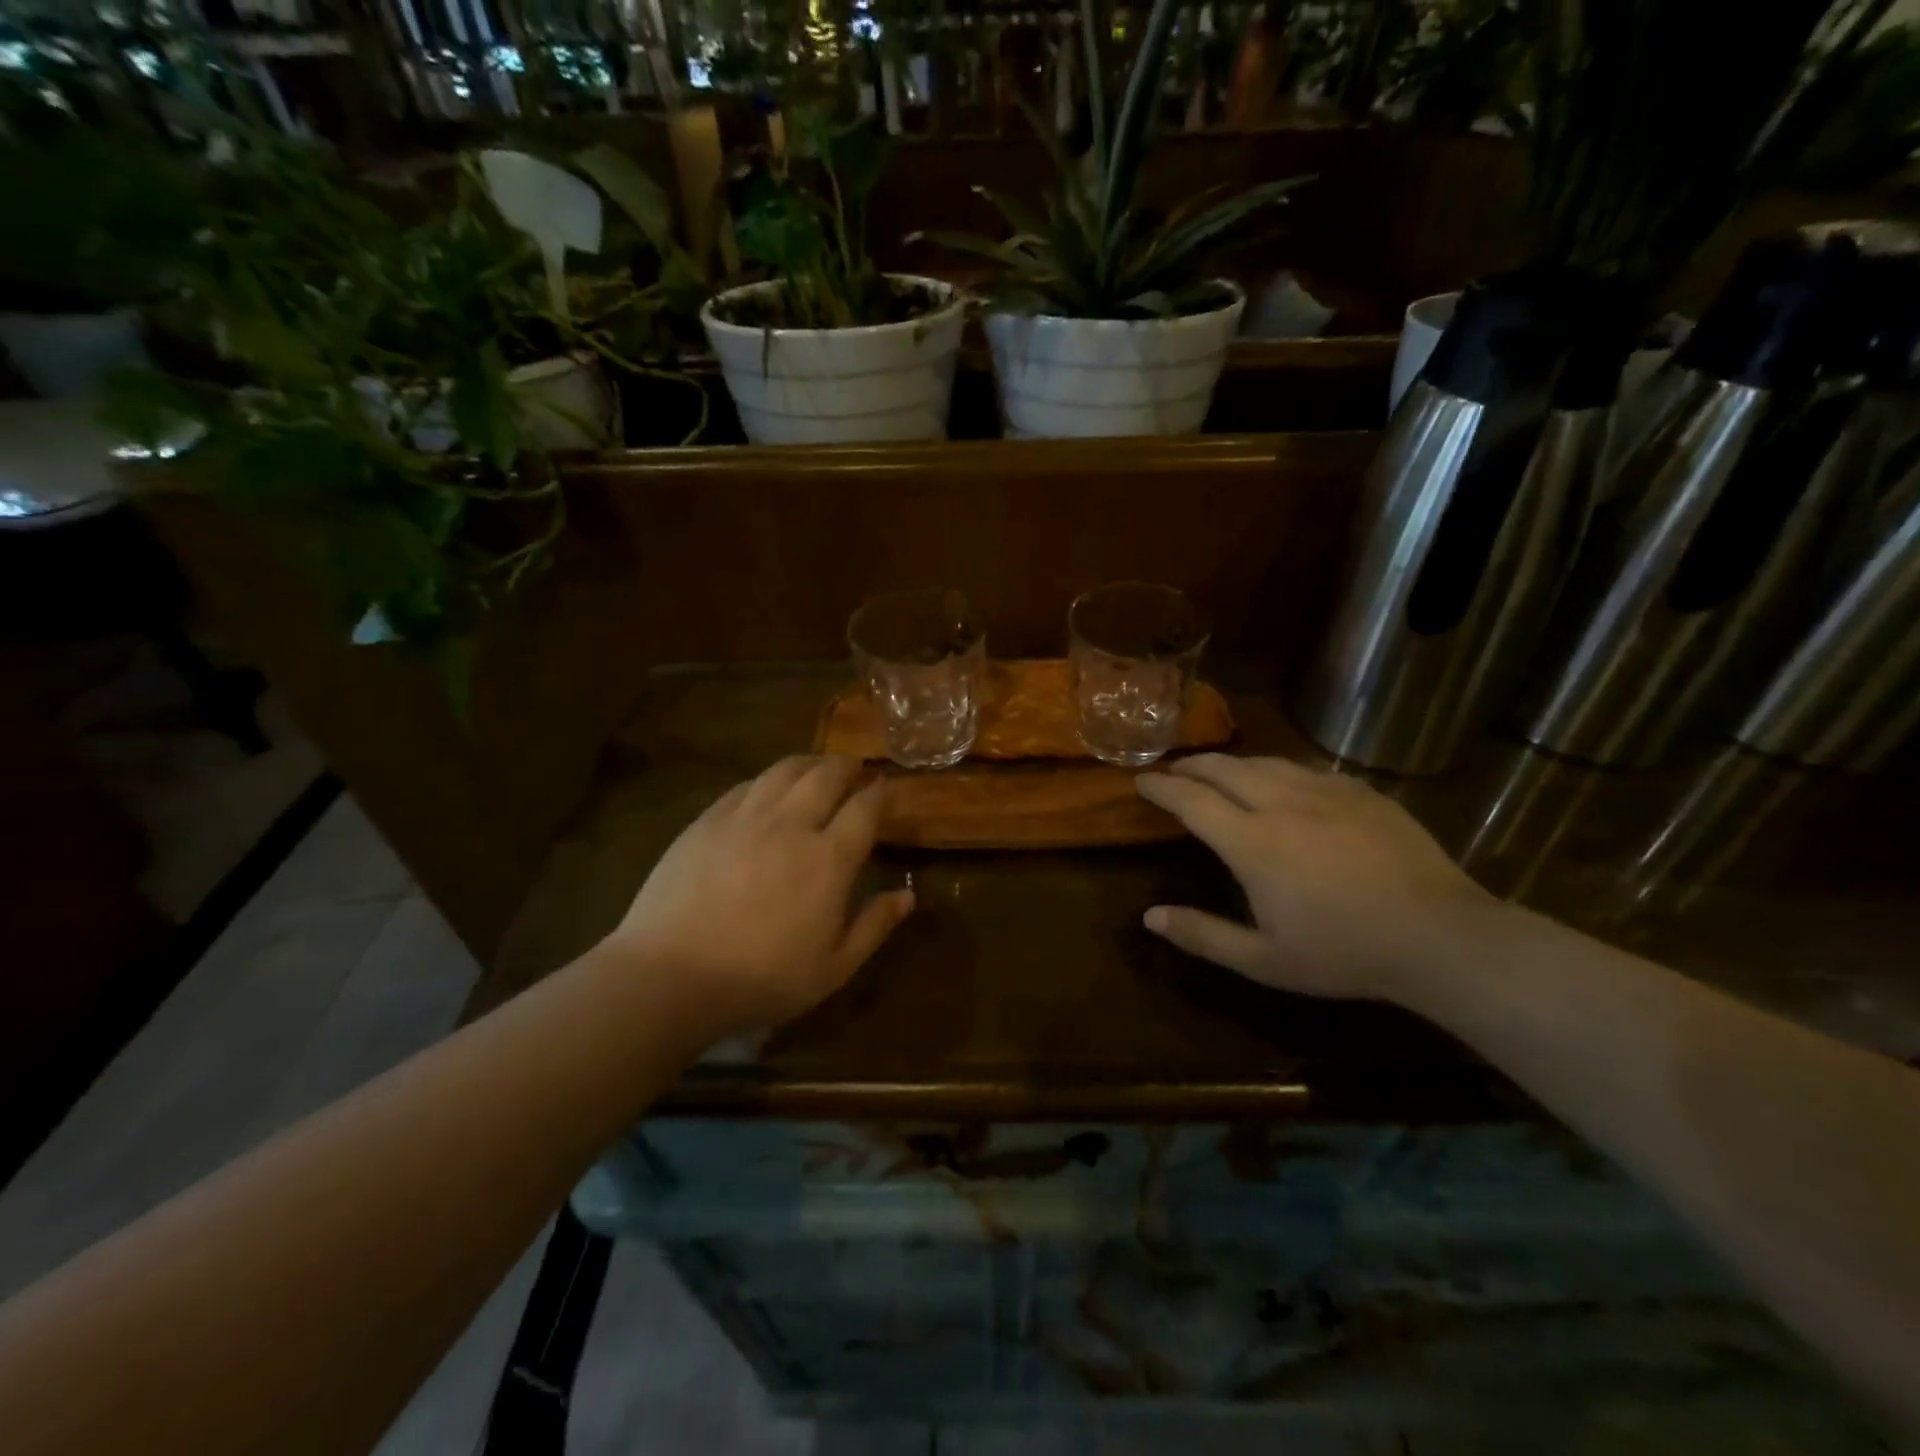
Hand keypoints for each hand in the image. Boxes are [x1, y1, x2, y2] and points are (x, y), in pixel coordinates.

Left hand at [603, 756, 912, 1034]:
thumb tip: (908, 895)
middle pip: (826, 775)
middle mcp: (791, 825)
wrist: (669, 977)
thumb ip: (874, 927)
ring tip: (816, 767)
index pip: (865, 808)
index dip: (880, 793)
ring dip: (808, 762)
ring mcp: (745, 818)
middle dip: (847, 765)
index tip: (886, 787)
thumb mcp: (832, 969)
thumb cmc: (760, 980)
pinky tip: (767, 787)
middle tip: (854, 767)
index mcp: (829, 859)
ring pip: (784, 771)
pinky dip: (767, 779)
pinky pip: (745, 785)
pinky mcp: (707, 821)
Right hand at [1135, 754, 1494, 1000]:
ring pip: (1265, 762)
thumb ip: (1203, 936)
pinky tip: (1284, 783)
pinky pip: (1307, 769)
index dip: (1161, 787)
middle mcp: (1282, 804)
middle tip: (1173, 770)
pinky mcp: (1361, 792)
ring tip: (1218, 771)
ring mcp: (1326, 792)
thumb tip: (1149, 917)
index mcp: (1252, 843)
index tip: (1141, 781)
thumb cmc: (1344, 953)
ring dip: (1232, 764)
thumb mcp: (1265, 960)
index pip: (1191, 800)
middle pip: (1223, 769)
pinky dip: (1279, 771)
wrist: (1441, 936)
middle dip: (1191, 765)